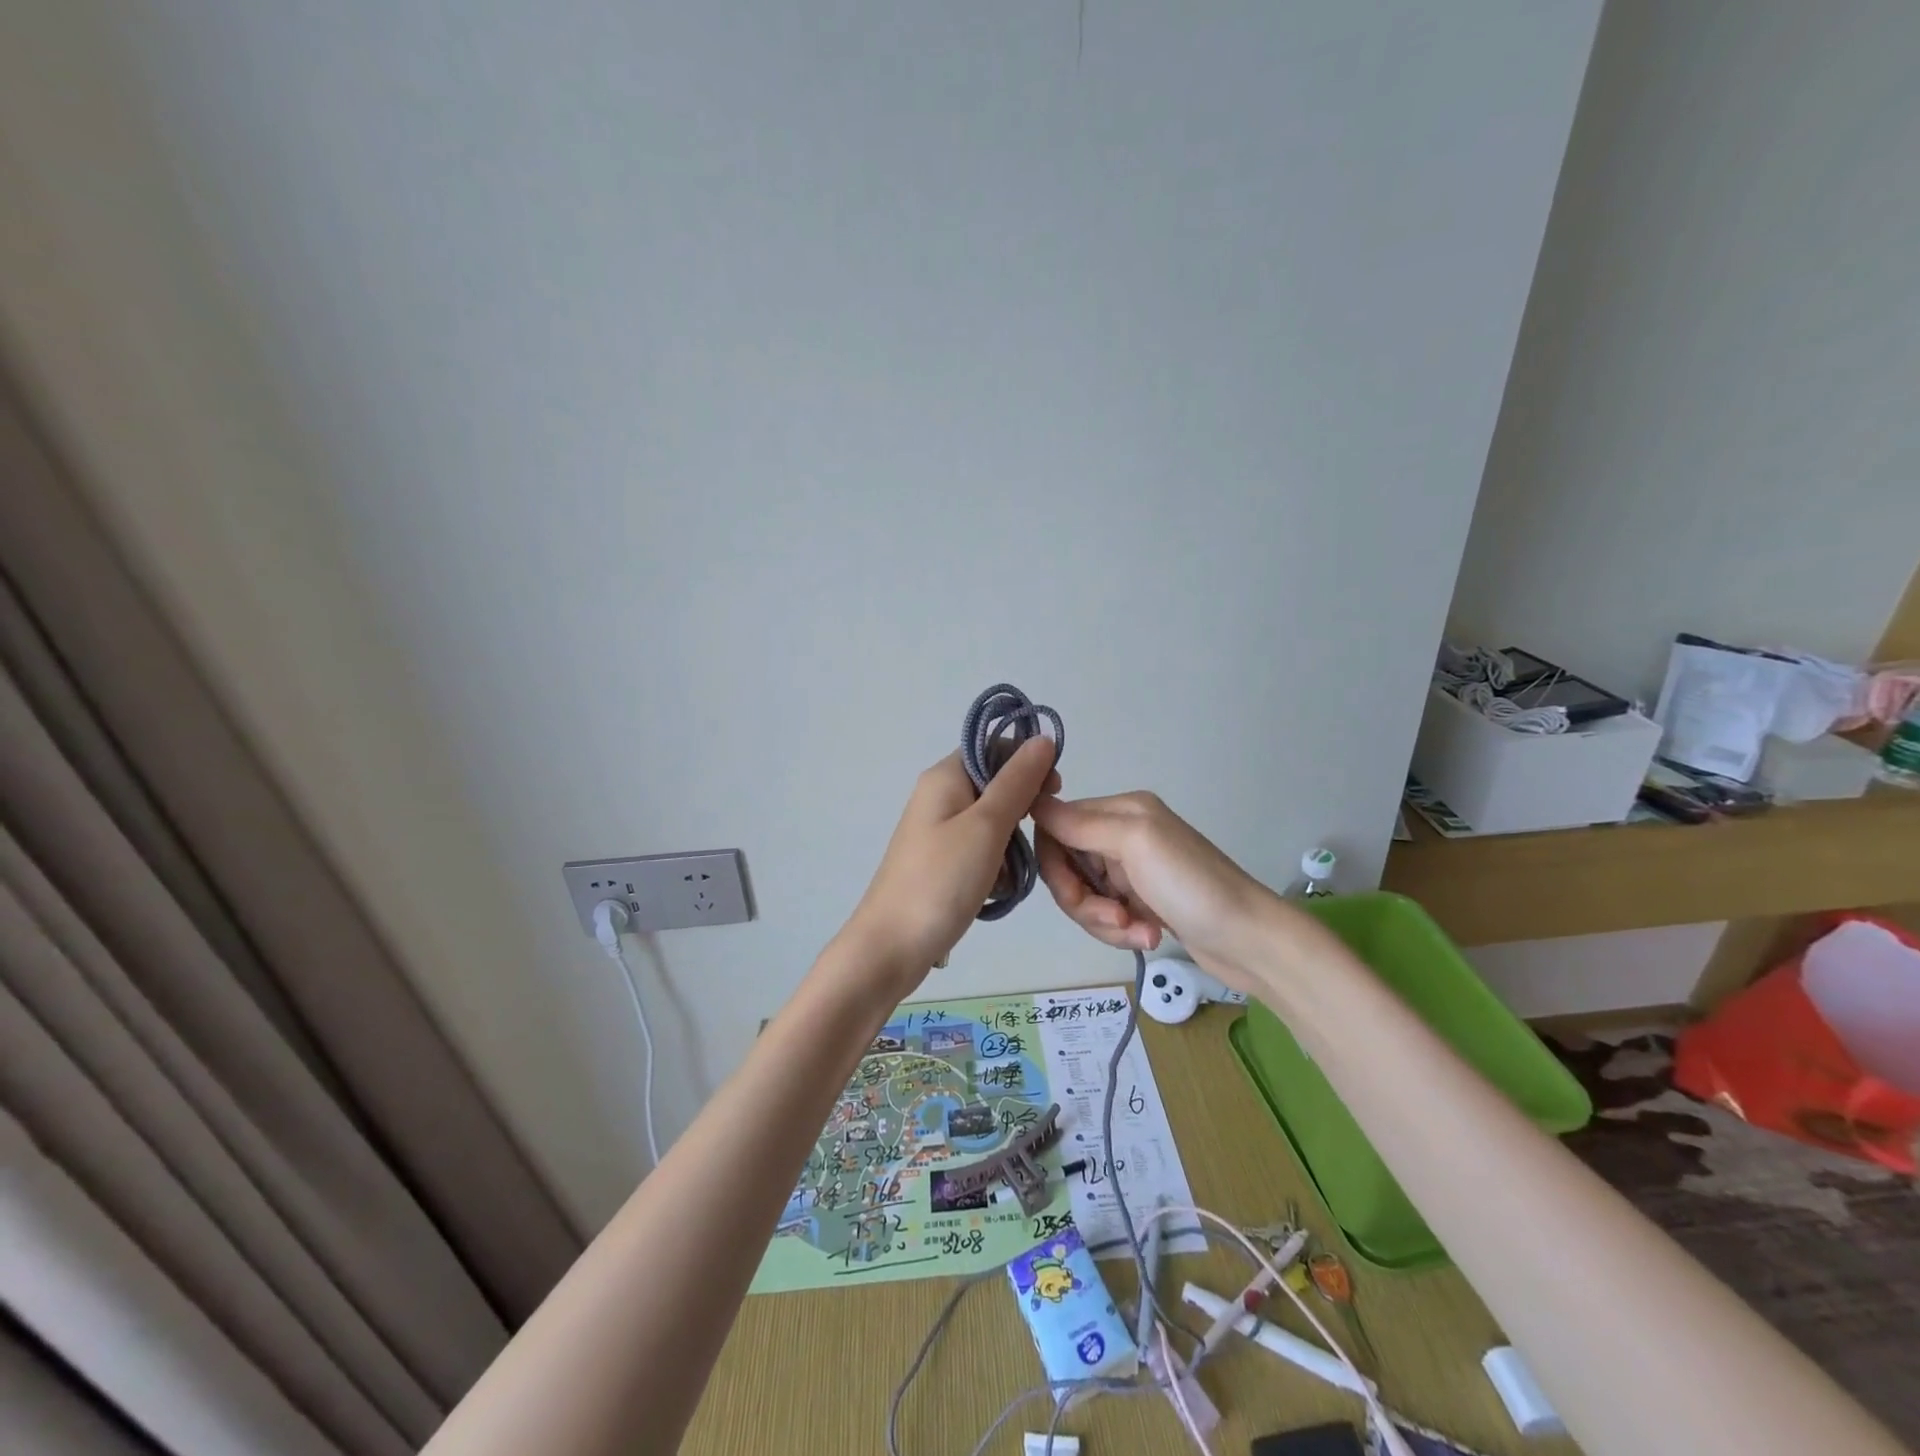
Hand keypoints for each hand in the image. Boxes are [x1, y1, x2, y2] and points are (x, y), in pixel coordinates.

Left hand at [839, 739, 1059, 990]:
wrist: (891, 947)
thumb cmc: (941, 880)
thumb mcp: (986, 826)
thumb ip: (1017, 781)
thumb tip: (1043, 738)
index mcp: (945, 776)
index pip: (994, 746)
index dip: (1028, 762)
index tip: (1054, 791)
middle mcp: (939, 796)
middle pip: (995, 784)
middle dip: (1022, 809)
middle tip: (1034, 838)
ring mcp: (937, 831)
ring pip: (992, 821)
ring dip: (1010, 843)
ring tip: (1010, 872)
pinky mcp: (940, 862)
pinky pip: (980, 850)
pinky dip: (995, 865)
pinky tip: (996, 888)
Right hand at [1032, 790, 1274, 988]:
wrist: (1250, 940)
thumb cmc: (1192, 885)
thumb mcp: (1135, 843)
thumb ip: (1080, 823)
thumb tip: (1032, 800)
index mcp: (1120, 810)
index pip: (1056, 827)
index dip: (1054, 863)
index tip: (1073, 892)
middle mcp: (1122, 834)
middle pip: (1067, 866)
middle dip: (1081, 900)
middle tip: (1113, 918)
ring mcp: (1132, 870)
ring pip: (1084, 895)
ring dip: (1103, 921)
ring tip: (1138, 931)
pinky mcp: (1141, 902)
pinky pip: (1106, 914)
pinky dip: (1121, 930)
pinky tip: (1149, 936)